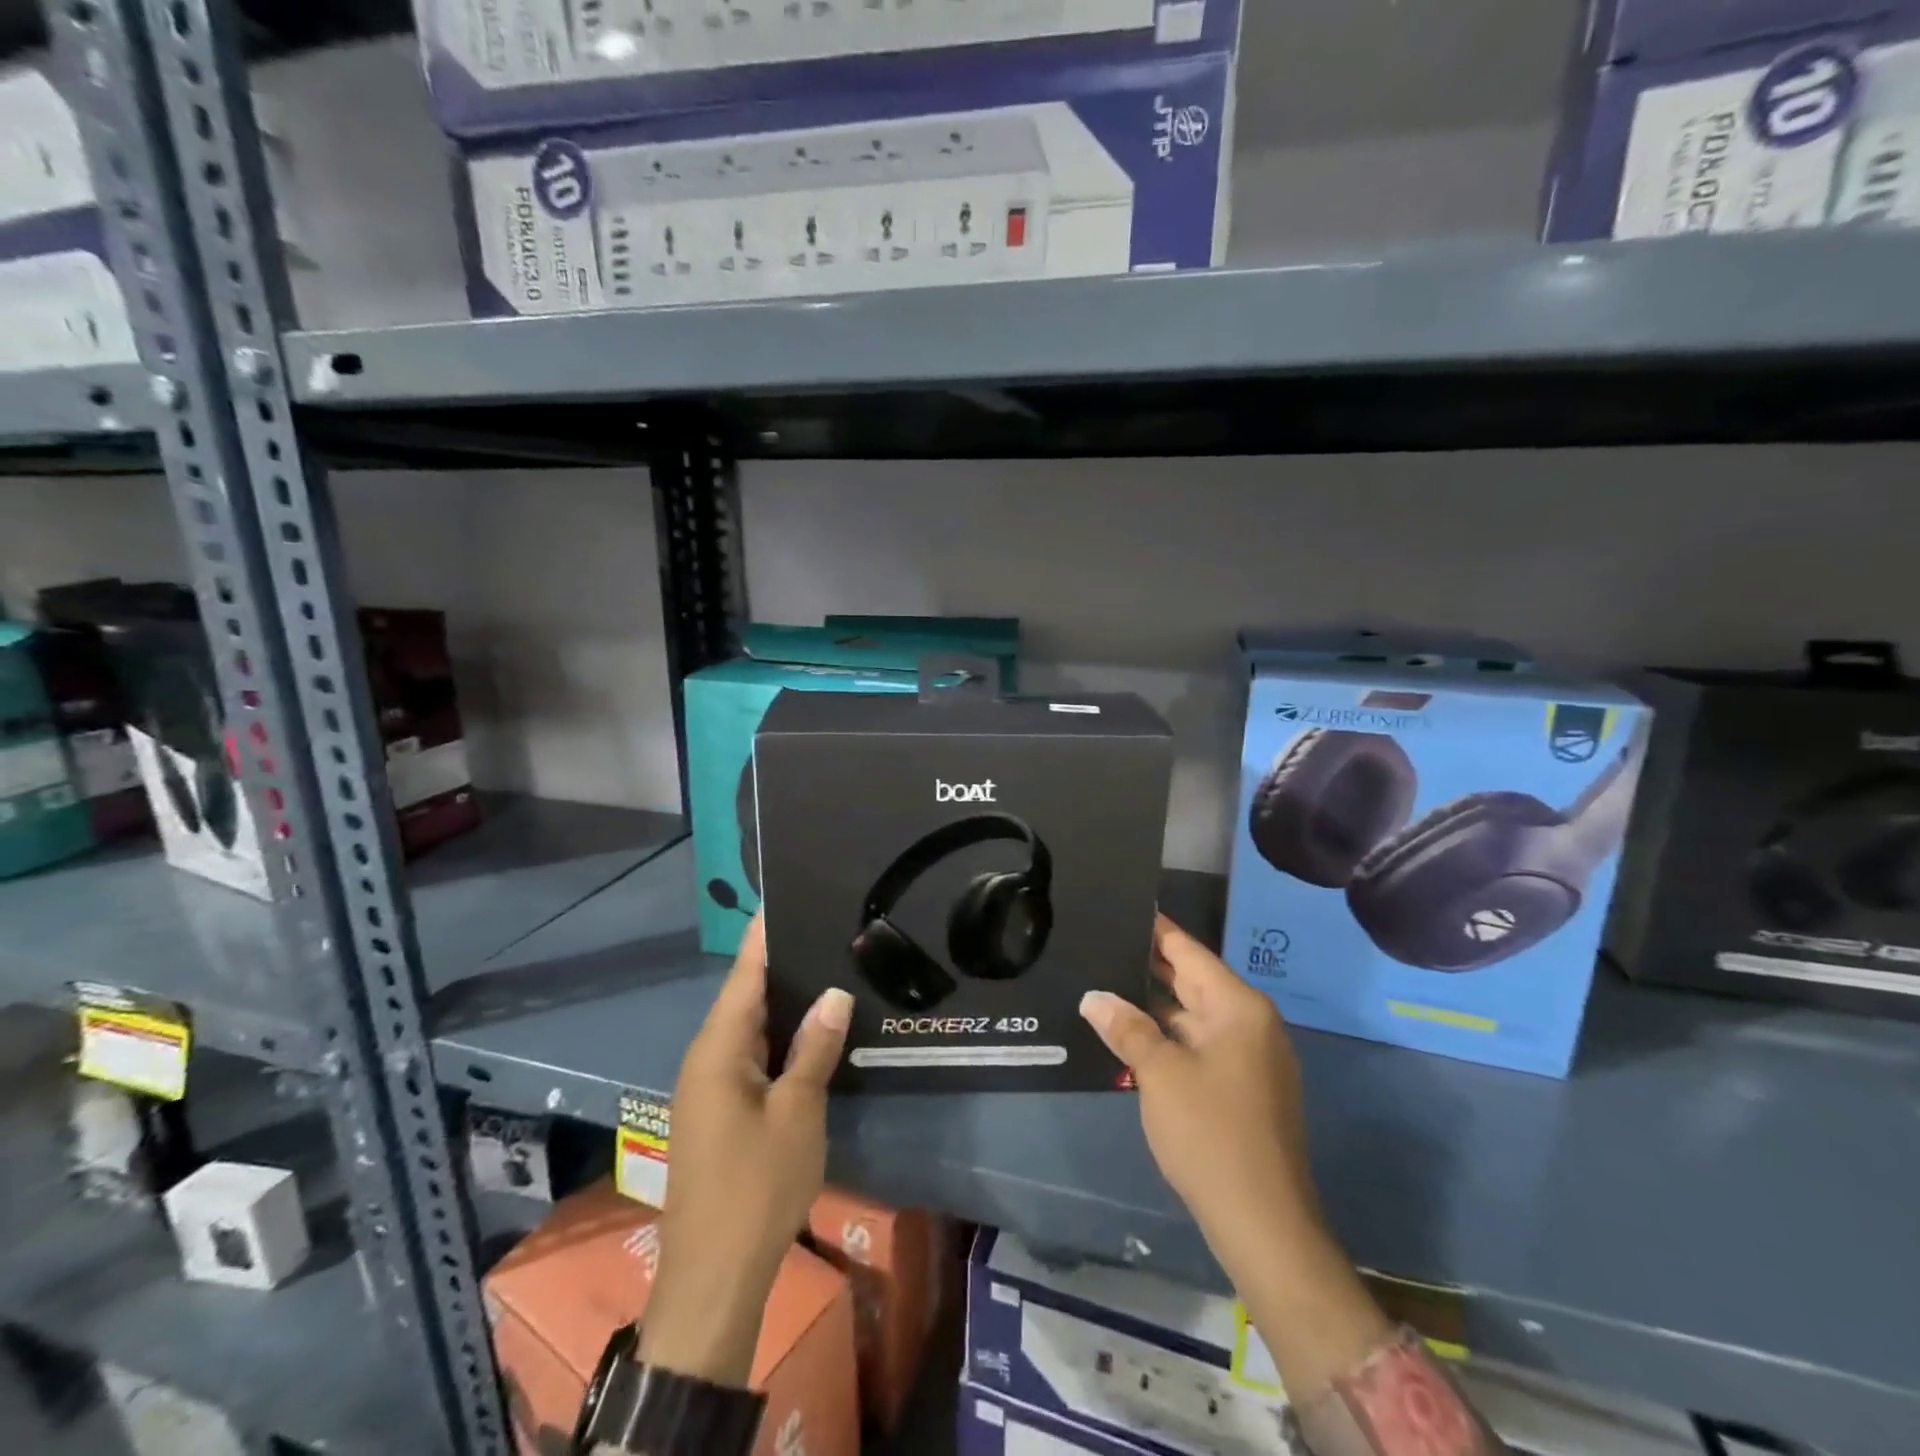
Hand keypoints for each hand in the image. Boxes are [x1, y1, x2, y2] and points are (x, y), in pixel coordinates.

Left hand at [639, 917, 853, 1386]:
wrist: (713, 1278)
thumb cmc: (756, 1186)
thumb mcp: (797, 1112)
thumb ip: (814, 1047)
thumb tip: (834, 992)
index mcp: (718, 1049)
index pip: (744, 974)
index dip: (764, 936)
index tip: (786, 896)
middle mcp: (707, 1058)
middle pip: (745, 997)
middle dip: (781, 964)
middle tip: (825, 928)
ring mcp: (710, 1087)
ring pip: (749, 1028)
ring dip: (783, 1002)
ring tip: (826, 967)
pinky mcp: (720, 1111)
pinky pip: (751, 1056)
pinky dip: (779, 1037)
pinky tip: (811, 1030)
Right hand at [1080, 913, 1317, 1248]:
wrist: (1263, 1223)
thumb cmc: (1211, 1133)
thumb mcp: (1159, 1073)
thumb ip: (1126, 1027)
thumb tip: (1094, 997)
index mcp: (1238, 1007)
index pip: (1189, 950)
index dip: (1155, 928)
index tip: (1123, 904)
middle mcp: (1249, 1023)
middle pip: (1192, 979)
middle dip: (1148, 963)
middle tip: (1102, 940)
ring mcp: (1249, 1057)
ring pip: (1193, 1014)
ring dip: (1154, 1003)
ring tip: (1105, 979)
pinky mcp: (1242, 1087)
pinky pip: (1198, 1043)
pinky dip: (1167, 1034)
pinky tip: (1130, 1031)